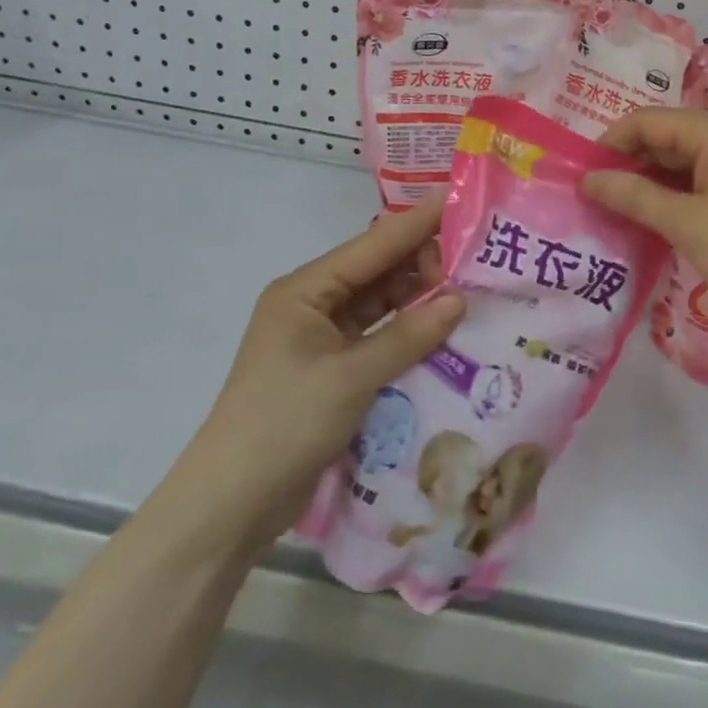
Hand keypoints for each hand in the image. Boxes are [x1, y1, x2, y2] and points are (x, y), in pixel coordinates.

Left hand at [182, 199, 462, 553]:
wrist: (231, 506)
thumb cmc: (283, 425)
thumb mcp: (349, 377)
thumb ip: (407, 336)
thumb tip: (459, 300)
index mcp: (306, 290)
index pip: (373, 246)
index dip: (417, 223)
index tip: (459, 200)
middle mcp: (314, 305)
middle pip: (378, 271)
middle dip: (424, 263)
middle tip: (476, 260)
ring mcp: (323, 339)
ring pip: (382, 305)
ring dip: (420, 299)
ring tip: (471, 290)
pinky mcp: (334, 371)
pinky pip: (380, 338)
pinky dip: (409, 333)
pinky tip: (445, 331)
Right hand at [581, 108, 707, 342]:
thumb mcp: (683, 222)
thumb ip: (633, 195)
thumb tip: (588, 180)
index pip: (649, 121)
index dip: (612, 142)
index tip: (582, 172)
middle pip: (669, 136)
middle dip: (631, 161)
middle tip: (597, 194)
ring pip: (687, 159)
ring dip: (653, 180)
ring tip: (621, 209)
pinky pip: (707, 177)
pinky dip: (679, 192)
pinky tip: (660, 217)